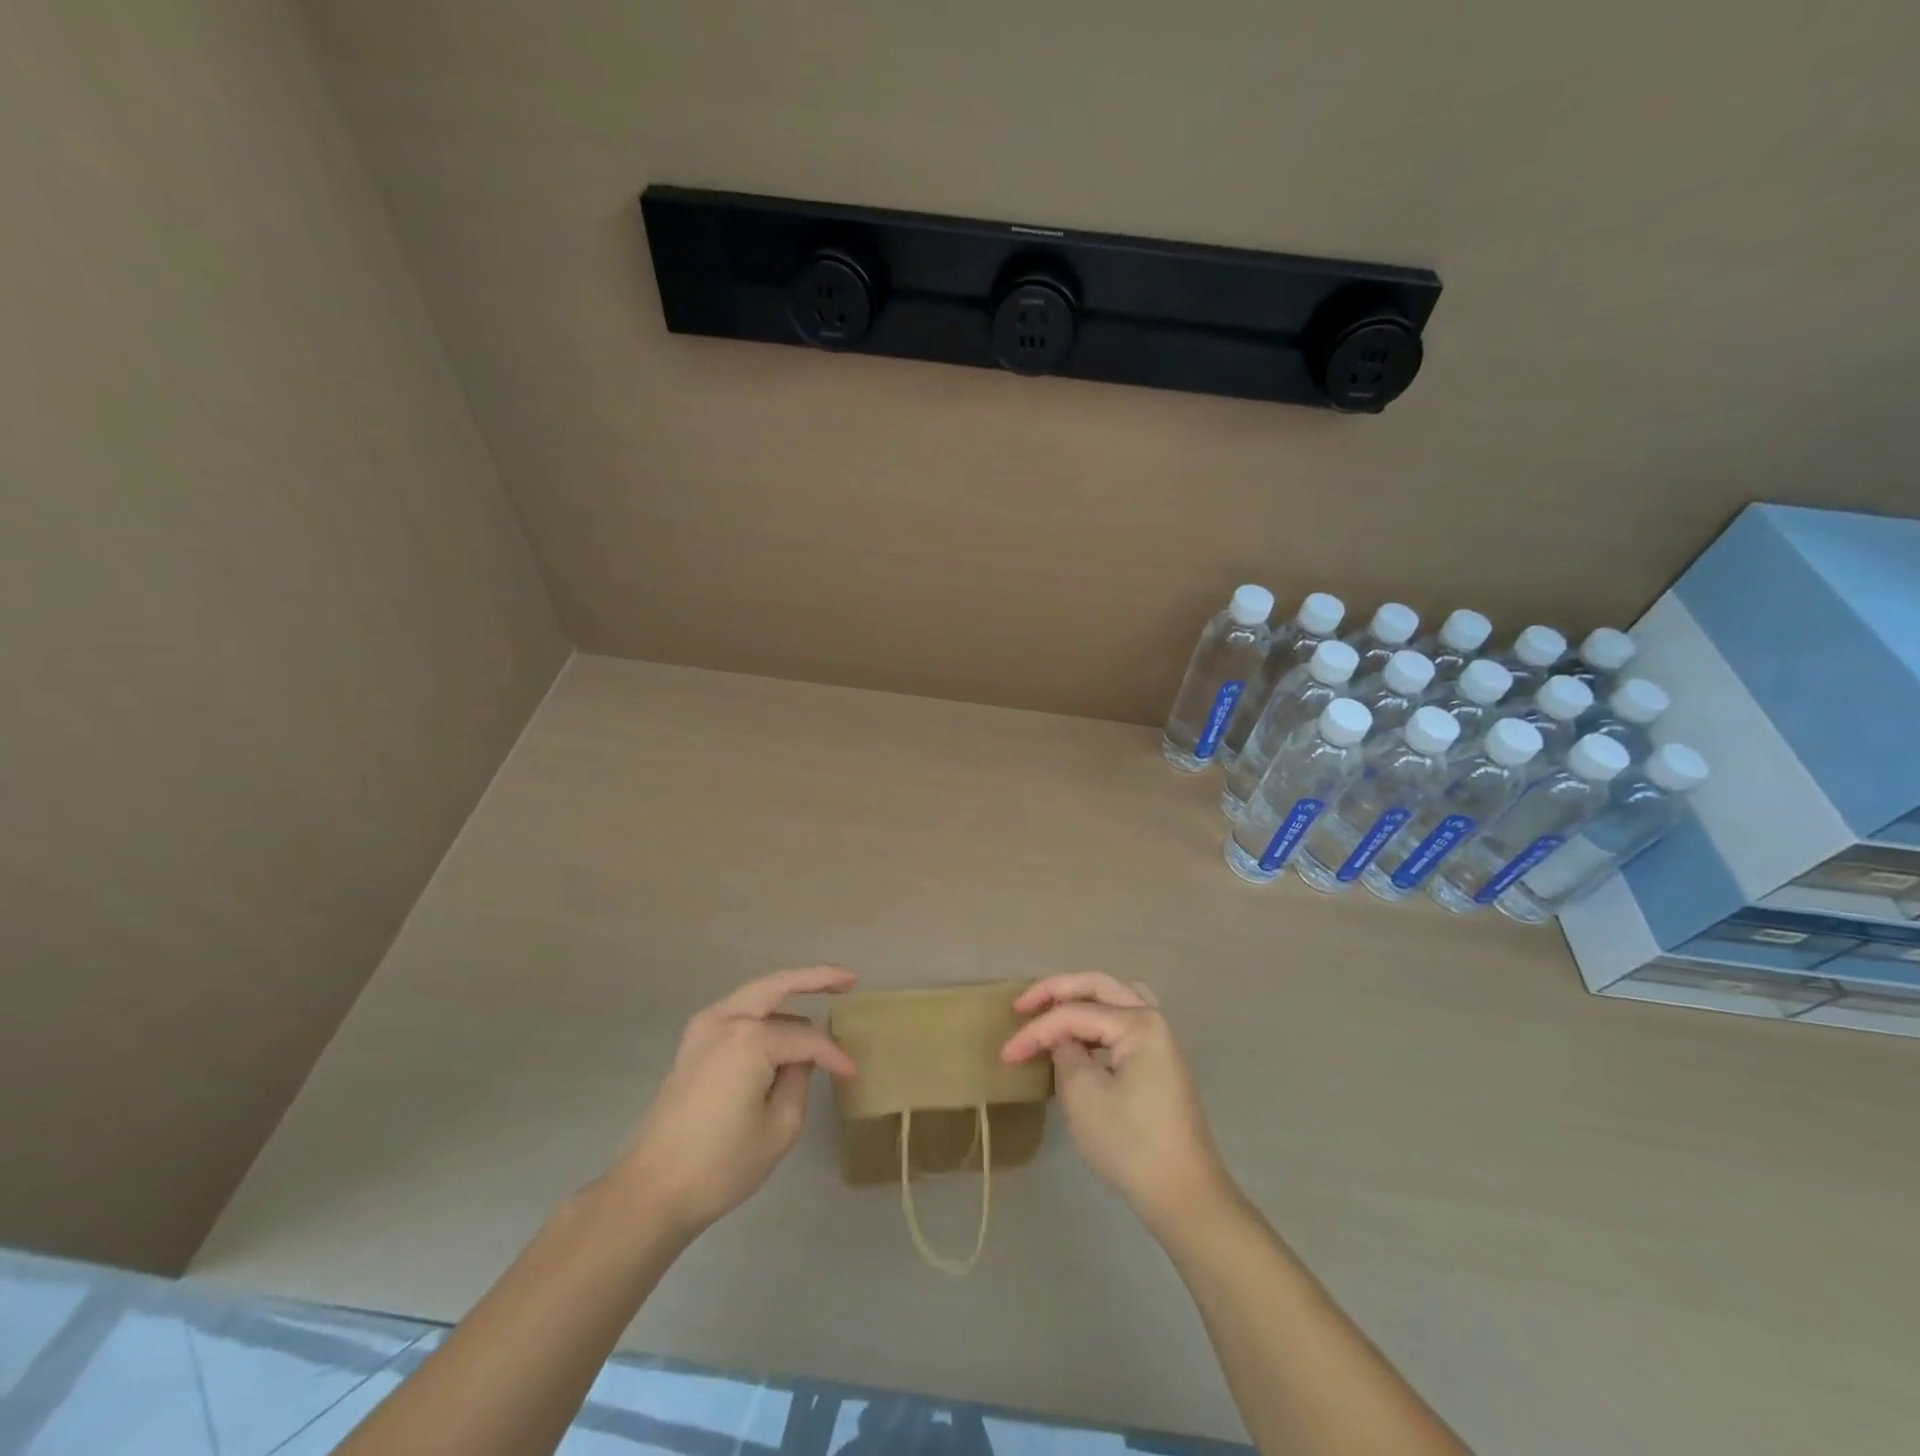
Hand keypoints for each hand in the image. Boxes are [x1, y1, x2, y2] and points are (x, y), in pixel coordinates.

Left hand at [611, 967, 857, 1239]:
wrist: (652, 1191)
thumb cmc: (721, 1164)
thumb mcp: (780, 1127)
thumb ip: (799, 1081)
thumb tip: (801, 1061)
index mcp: (750, 1038)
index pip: (806, 1039)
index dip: (833, 1056)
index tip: (851, 1074)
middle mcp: (726, 1019)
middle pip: (779, 984)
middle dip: (816, 978)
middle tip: (849, 980)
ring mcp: (704, 1028)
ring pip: (757, 994)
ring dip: (789, 994)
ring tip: (823, 995)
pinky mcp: (693, 1043)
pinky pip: (739, 1012)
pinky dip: (765, 1010)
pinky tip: (784, 1021)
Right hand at [1001, 972, 1232, 1234]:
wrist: (1184, 1195)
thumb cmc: (1130, 1144)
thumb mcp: (1083, 1096)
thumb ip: (1064, 1053)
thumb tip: (1062, 1039)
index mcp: (1138, 1023)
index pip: (1073, 1014)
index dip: (1035, 1031)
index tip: (1006, 1056)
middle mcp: (1153, 1019)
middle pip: (1098, 986)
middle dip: (1056, 991)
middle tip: (1022, 1005)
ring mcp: (1161, 1040)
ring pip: (1116, 997)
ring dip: (1081, 998)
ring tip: (1051, 1011)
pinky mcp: (1160, 1061)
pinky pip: (1124, 1021)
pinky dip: (1098, 1018)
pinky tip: (1081, 1037)